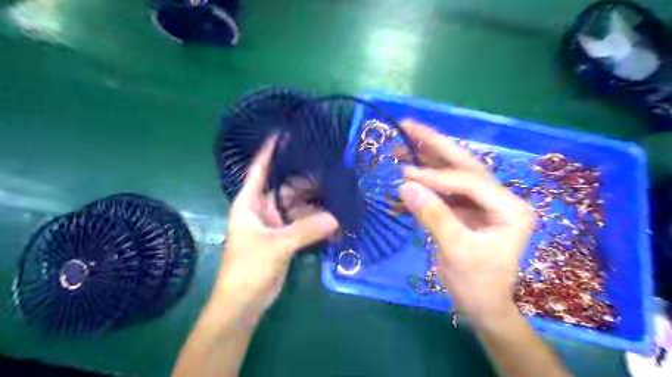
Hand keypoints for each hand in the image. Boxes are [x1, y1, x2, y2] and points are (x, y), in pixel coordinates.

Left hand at [211, 135, 338, 326]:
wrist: (244, 303)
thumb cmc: (248, 269)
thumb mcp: (276, 246)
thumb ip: (306, 231)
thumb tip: (337, 219)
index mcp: (250, 203)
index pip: (260, 170)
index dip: (269, 151)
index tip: (283, 132)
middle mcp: (263, 208)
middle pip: (289, 188)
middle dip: (309, 181)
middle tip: (333, 170)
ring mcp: (277, 223)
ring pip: (300, 206)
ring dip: (318, 205)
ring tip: (340, 195)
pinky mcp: (287, 237)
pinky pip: (305, 223)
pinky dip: (318, 223)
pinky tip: (336, 220)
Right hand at [398, 121, 535, 325]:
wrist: (482, 306)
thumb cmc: (477, 284)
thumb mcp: (456, 251)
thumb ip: (433, 216)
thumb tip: (405, 186)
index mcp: (509, 208)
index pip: (469, 181)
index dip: (435, 176)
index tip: (405, 172)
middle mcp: (500, 198)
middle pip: (464, 164)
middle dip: (436, 144)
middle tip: (409, 126)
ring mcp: (483, 202)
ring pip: (454, 173)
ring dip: (429, 158)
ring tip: (404, 143)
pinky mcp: (467, 209)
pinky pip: (445, 189)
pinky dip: (426, 181)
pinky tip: (409, 173)